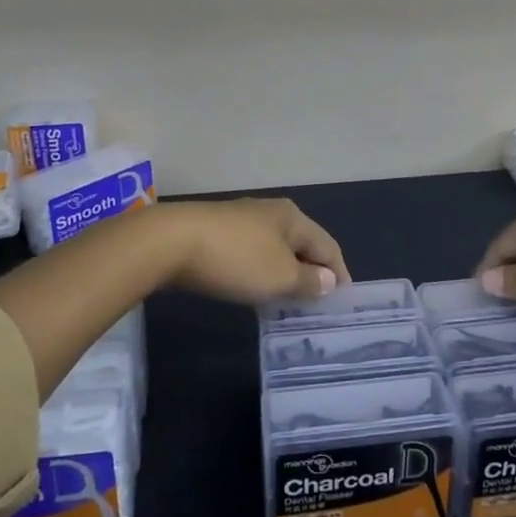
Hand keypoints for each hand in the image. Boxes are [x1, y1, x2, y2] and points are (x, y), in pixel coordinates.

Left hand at [158, 199, 350, 305]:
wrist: (171, 242)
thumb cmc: (236, 259)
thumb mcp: (280, 277)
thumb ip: (308, 280)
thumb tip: (329, 279)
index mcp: (293, 217)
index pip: (328, 246)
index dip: (340, 273)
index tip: (344, 301)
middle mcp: (270, 211)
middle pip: (302, 244)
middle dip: (312, 271)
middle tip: (318, 304)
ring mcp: (242, 219)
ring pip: (276, 248)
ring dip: (285, 272)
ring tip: (288, 300)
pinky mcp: (217, 231)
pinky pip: (252, 252)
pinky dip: (261, 270)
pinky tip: (255, 287)